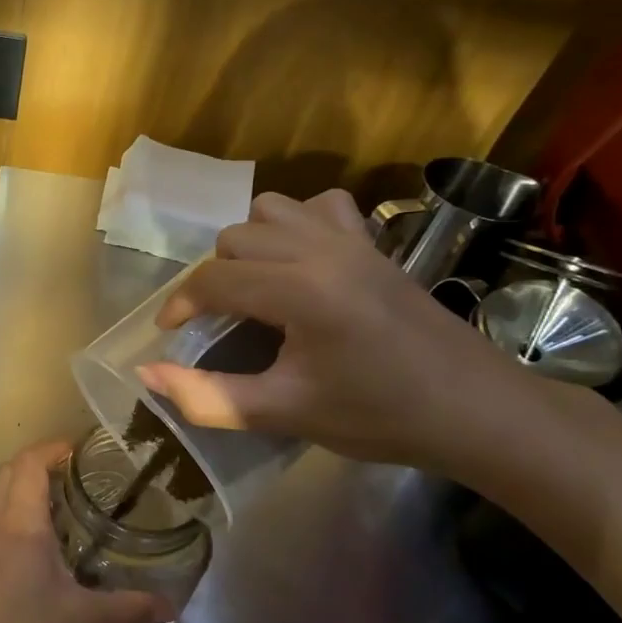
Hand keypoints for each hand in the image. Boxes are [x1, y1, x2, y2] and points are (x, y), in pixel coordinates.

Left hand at [0, 440, 168, 622]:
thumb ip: (129, 609)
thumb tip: (171, 606)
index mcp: (21, 524)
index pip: (30, 464)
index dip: (51, 449)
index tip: (76, 451)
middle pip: (3, 476)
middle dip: (30, 467)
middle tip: (62, 480)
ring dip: (1, 494)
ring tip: (28, 508)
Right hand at [137, 189, 534, 470]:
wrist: (475, 410)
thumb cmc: (378, 416)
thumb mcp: (284, 413)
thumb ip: (207, 396)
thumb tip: (146, 374)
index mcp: (300, 291)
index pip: (213, 280)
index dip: (179, 306)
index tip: (171, 334)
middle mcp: (321, 250)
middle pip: (234, 239)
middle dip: (212, 279)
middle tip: (218, 323)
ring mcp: (352, 240)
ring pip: (270, 210)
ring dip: (248, 244)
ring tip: (253, 287)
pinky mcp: (374, 243)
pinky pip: (320, 206)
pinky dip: (296, 224)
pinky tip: (300, 260)